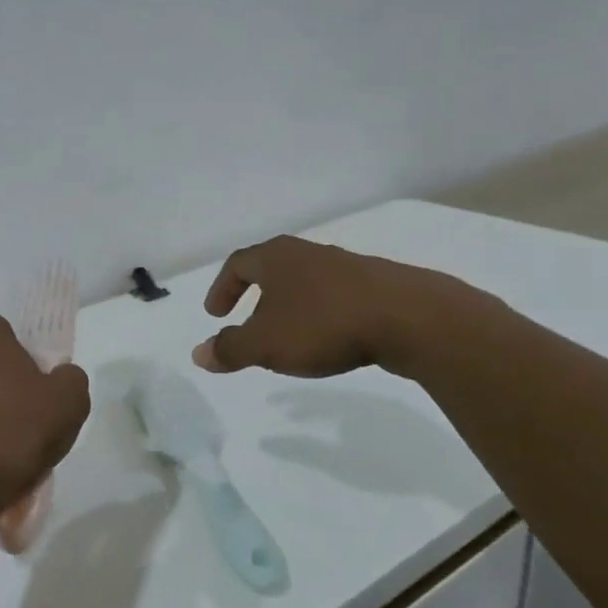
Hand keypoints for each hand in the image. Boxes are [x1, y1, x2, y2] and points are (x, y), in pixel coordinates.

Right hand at [193, 236, 474, 378]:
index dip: (222, 288)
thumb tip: (199, 354)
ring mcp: (345, 266)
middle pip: (272, 268)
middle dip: (255, 294)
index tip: (215, 314)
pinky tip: (328, 338)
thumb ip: (230, 349)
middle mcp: (308, 253)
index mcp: (276, 258)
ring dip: (289, 305)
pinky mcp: (376, 285)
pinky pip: (335, 296)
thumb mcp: (265, 344)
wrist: (408, 318)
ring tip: (286, 334)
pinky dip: (320, 314)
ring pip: (305, 282)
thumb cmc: (323, 325)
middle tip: (246, 321)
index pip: (238, 264)